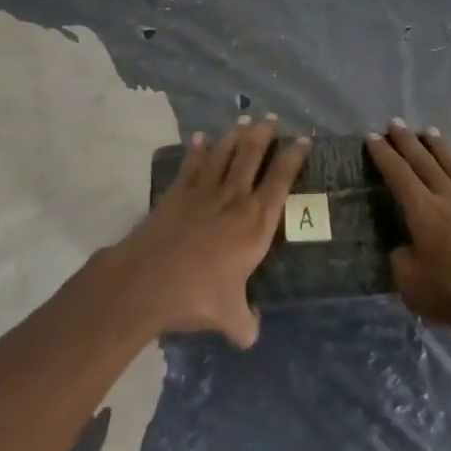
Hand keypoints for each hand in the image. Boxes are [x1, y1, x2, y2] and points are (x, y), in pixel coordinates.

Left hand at [109, 115, 309, 347]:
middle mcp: (234, 198)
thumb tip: (252, 332)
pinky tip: (200, 138)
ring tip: (243, 121)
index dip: (294, 157)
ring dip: (235, 135)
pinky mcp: (177, 192)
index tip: (303, 140)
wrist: (147, 281)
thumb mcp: (230, 318)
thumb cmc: (197, 296)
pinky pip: (191, 164)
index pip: (281, 181)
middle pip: (252, 155)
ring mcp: (204, 191)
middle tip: (271, 119)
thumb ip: (246, 323)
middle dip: (264, 134)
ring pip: (224, 153)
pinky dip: (197, 149)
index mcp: (255, 223)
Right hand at [366, 121, 450, 347]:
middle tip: (395, 123)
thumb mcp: (414, 287)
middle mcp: (449, 196)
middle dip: (407, 141)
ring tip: (430, 131)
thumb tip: (402, 248)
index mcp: (423, 210)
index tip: (372, 137)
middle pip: (424, 161)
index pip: (398, 174)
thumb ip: (402, 263)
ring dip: (440, 148)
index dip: (384, 155)